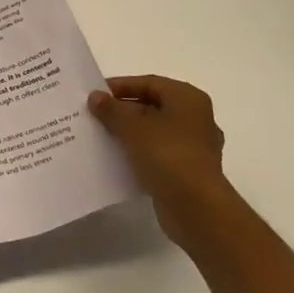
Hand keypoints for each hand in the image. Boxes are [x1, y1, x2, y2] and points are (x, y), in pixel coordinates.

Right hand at [89, 75, 229, 246]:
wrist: (197, 209)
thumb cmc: (167, 155)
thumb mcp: (132, 127)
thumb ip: (111, 109)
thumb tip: (95, 97)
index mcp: (188, 98)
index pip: (149, 83)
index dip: (120, 86)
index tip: (95, 94)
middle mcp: (196, 118)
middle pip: (153, 106)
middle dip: (123, 111)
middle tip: (95, 115)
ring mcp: (195, 147)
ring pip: (155, 132)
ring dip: (130, 133)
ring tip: (102, 136)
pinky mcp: (190, 172)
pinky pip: (159, 154)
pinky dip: (140, 154)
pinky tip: (118, 158)